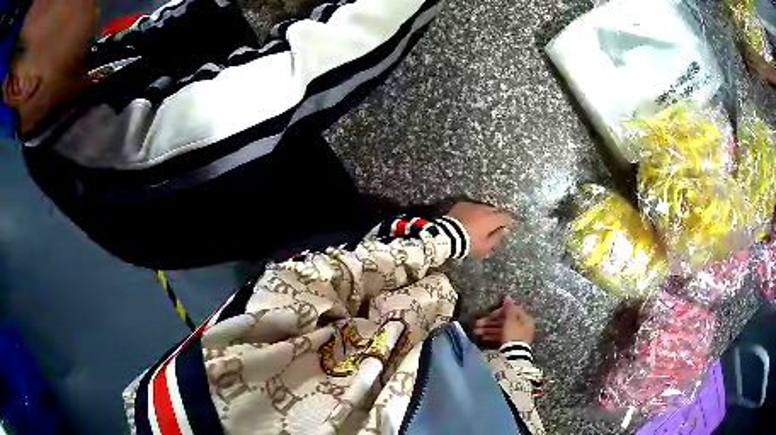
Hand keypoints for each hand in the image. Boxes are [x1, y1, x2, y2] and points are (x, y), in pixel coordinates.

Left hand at [446, 202, 512, 256]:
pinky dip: (473, 211)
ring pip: (483, 207)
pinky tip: (469, 219)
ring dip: (484, 213)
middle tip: (492, 226)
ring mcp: (472, 205)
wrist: (448, 236)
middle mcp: (484, 208)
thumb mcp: (485, 246)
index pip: (506, 216)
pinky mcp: (462, 204)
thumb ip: (497, 237)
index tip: (504, 227)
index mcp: (492, 219)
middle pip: (495, 210)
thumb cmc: (469, 243)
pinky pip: (472, 206)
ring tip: (479, 222)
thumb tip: (505, 230)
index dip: (507, 222)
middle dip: (496, 216)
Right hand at [474, 296, 535, 344]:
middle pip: (504, 321)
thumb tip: (508, 296)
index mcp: (525, 319)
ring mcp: (516, 336)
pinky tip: (482, 337)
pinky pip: (501, 337)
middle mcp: (522, 327)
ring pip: (501, 330)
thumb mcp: (510, 320)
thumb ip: (509, 308)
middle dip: (490, 322)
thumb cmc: (513, 335)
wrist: (514, 356)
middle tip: (477, 324)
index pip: (511, 311)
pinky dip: (492, 336)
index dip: (499, 312)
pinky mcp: (510, 344)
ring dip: (488, 329)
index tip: (489, 315)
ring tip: (476, 332)